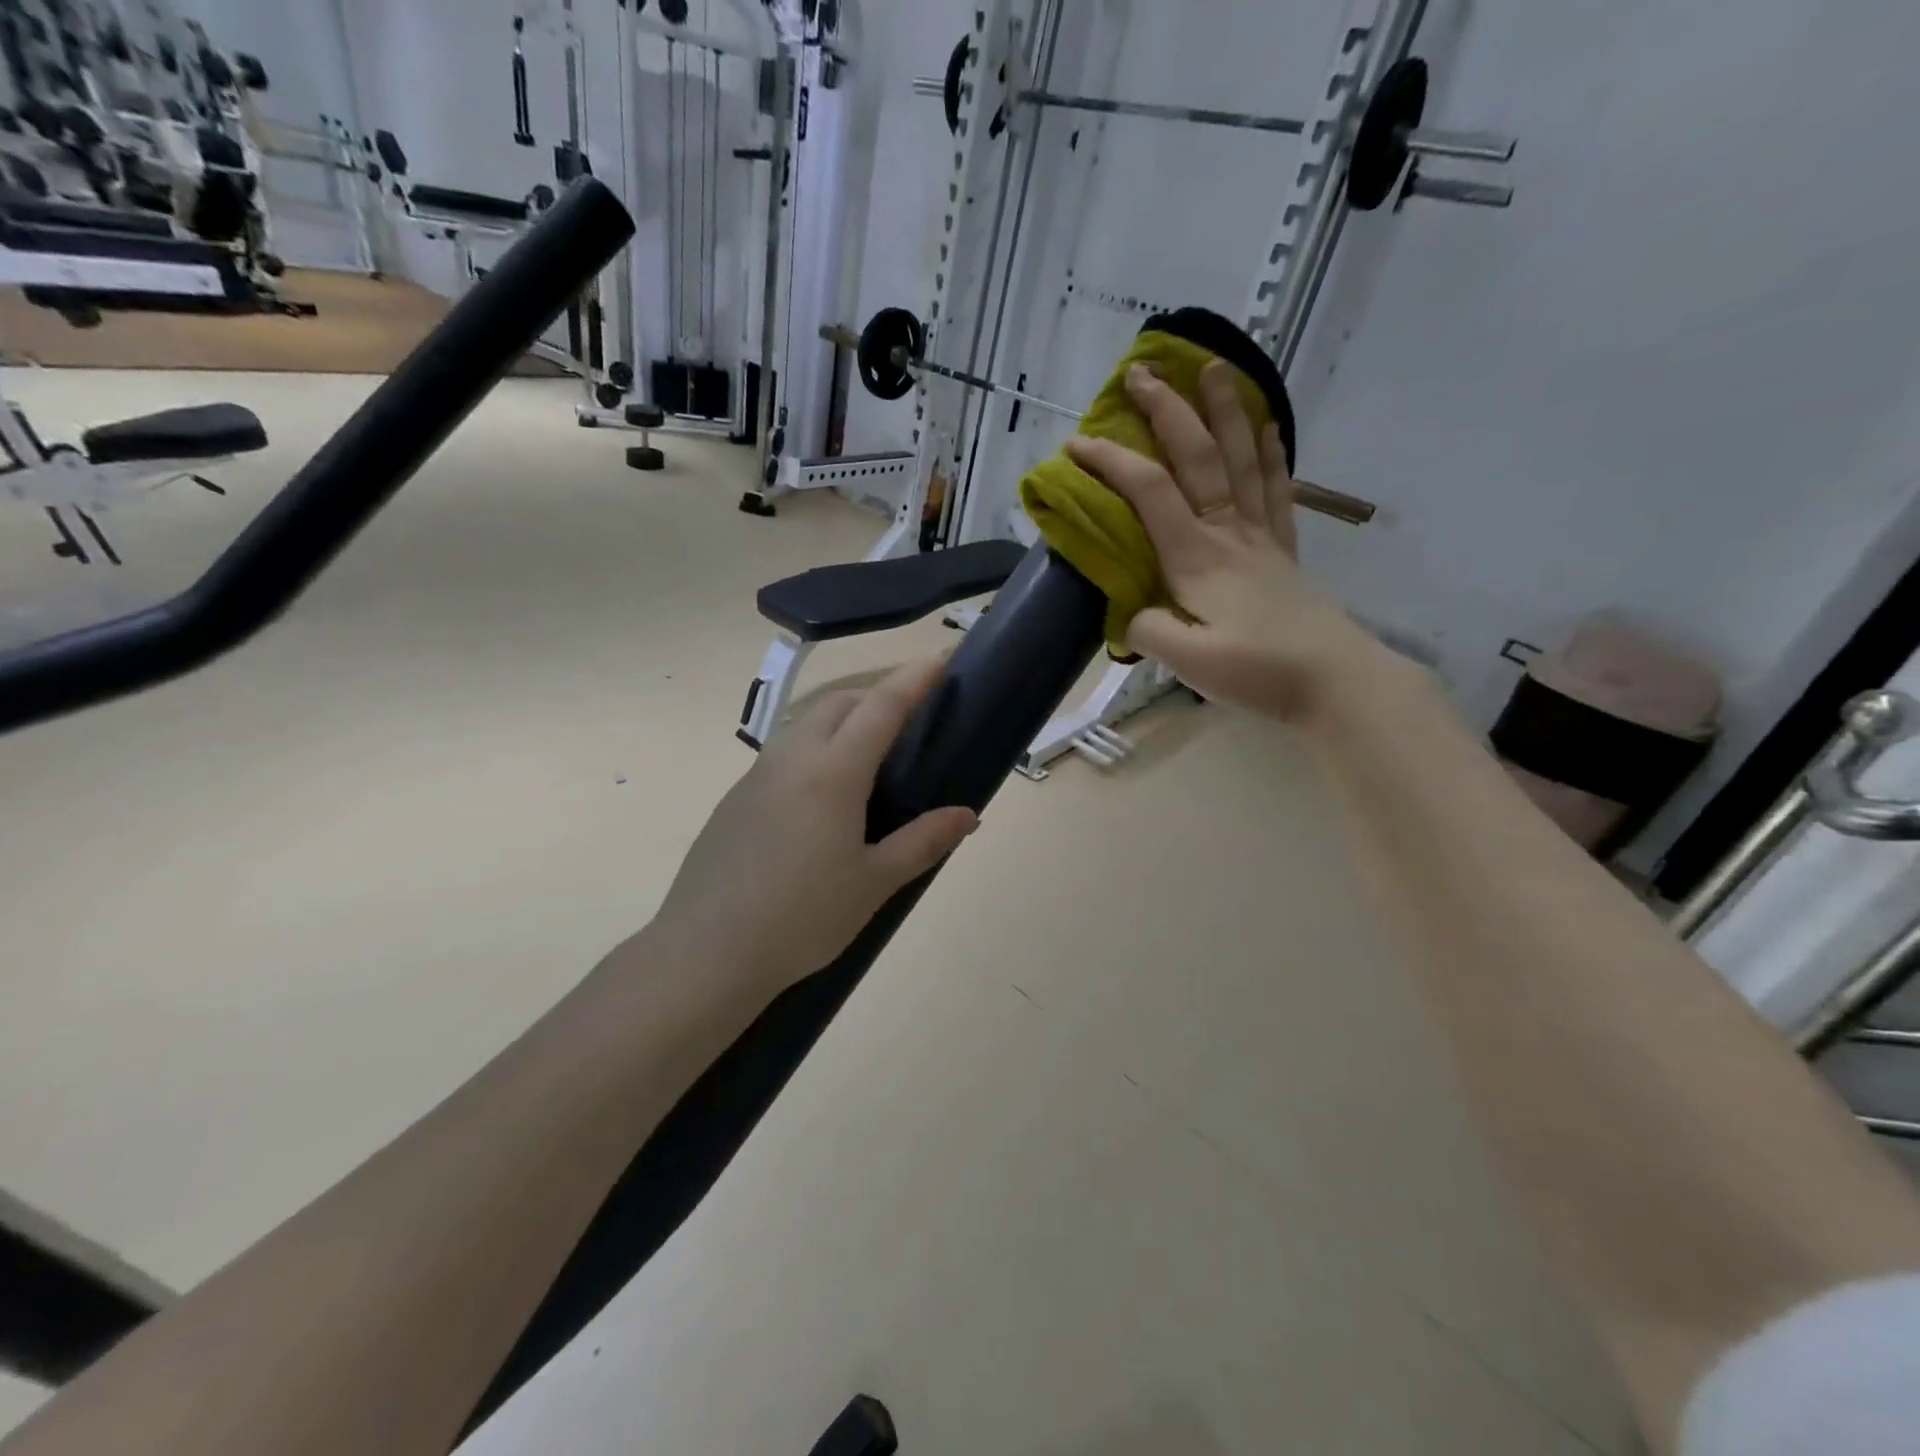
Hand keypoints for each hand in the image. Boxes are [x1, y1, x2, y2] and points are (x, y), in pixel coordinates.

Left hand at [651, 658, 978, 992]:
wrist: (707, 952)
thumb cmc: (802, 919)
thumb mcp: (874, 883)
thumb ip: (924, 841)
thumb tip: (967, 815)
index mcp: (833, 773)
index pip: (881, 707)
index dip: (914, 678)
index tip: (940, 657)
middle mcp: (792, 759)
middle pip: (838, 702)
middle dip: (876, 694)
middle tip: (909, 716)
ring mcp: (756, 776)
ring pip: (805, 723)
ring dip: (842, 717)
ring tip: (869, 751)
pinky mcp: (735, 799)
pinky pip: (783, 753)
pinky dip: (815, 747)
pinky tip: (823, 794)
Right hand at [1064, 360, 1378, 721]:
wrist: (1335, 683)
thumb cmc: (1258, 672)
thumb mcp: (1188, 663)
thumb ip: (1148, 630)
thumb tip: (1131, 611)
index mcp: (1197, 558)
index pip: (1149, 494)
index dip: (1112, 462)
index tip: (1077, 443)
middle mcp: (1228, 533)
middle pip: (1197, 458)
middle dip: (1167, 411)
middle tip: (1142, 372)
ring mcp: (1260, 538)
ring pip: (1240, 459)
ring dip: (1224, 411)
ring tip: (1214, 368)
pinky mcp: (1282, 551)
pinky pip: (1276, 489)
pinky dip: (1270, 453)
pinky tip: (1268, 426)